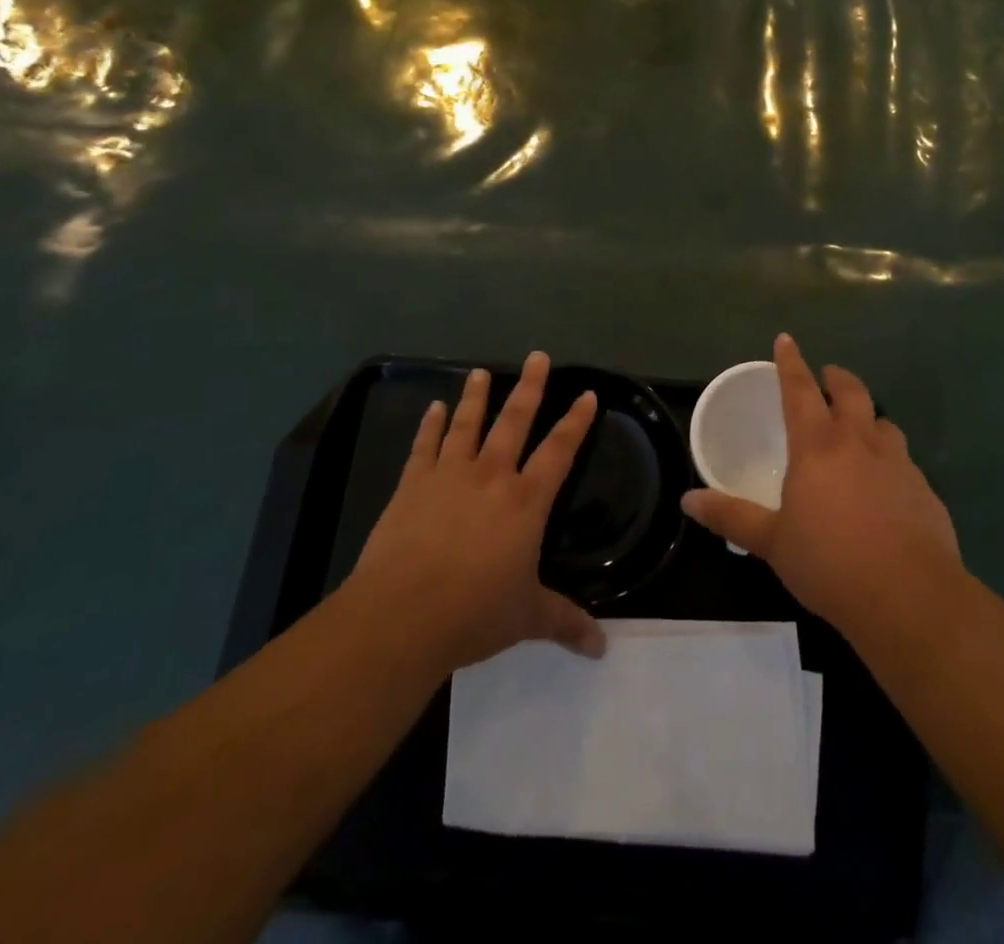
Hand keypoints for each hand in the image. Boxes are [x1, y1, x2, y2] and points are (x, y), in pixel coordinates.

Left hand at [346, 353, 605, 674]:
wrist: (402, 615)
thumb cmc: (473, 613)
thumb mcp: (527, 618)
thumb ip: (564, 623)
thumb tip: (602, 648)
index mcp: (525, 502)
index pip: (559, 452)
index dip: (575, 422)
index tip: (587, 394)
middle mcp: (491, 477)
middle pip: (514, 421)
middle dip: (529, 387)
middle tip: (537, 356)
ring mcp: (448, 476)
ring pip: (466, 424)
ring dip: (476, 397)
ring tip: (480, 371)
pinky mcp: (412, 486)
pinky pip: (424, 446)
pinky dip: (429, 425)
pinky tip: (432, 408)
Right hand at [681, 334, 961, 639]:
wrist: (910, 597)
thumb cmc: (830, 562)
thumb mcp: (772, 542)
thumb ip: (731, 517)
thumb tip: (687, 500)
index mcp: (817, 446)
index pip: (799, 389)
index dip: (790, 362)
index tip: (786, 340)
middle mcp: (859, 443)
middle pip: (851, 393)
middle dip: (836, 378)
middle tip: (827, 376)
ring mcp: (898, 464)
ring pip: (883, 423)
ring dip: (868, 417)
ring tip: (859, 429)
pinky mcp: (925, 490)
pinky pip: (904, 461)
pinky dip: (890, 459)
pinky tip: (886, 485)